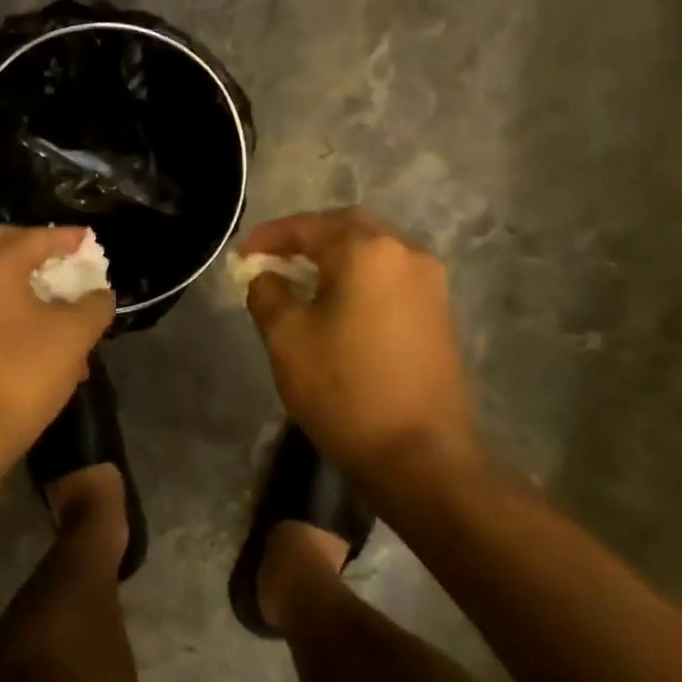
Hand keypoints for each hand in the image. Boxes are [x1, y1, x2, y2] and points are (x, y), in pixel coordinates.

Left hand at [0, 225, 115, 469]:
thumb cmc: (24, 371)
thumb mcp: (75, 334)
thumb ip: (95, 304)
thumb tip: (100, 295)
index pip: (37, 237)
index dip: (69, 238)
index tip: (90, 241)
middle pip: (4, 247)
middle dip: (38, 251)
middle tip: (66, 263)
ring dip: (25, 284)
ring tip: (58, 305)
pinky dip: (9, 308)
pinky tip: (37, 336)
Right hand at [240, 207, 479, 479]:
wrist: (419, 454)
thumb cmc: (344, 388)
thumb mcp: (286, 337)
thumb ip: (267, 292)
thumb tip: (267, 275)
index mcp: (366, 251)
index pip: (308, 227)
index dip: (268, 237)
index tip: (241, 256)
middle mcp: (405, 252)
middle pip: (347, 227)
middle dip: (306, 237)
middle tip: (273, 258)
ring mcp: (430, 282)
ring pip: (373, 249)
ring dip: (335, 255)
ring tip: (301, 277)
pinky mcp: (439, 310)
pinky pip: (391, 274)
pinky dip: (359, 275)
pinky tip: (337, 300)